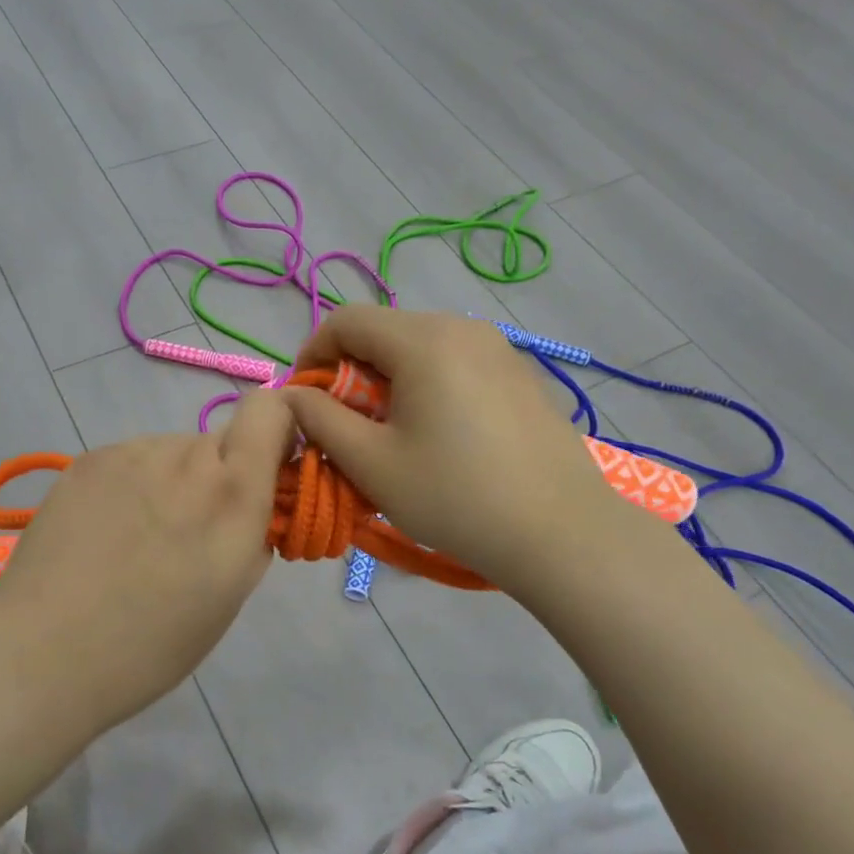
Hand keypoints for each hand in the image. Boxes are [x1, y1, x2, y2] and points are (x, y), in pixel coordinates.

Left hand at [0, 390, 295, 729]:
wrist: (43, 653)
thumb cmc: (152, 643)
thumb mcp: (232, 593)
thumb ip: (255, 530)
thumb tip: (256, 502)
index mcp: (233, 491)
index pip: (271, 409)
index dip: (279, 428)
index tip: (270, 470)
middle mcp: (185, 456)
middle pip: (219, 442)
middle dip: (218, 477)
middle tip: (189, 534)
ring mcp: (131, 453)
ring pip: (172, 452)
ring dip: (172, 482)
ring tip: (138, 540)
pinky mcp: (87, 459)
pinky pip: (131, 461)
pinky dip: (133, 486)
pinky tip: (105, 533)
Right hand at [285, 308, 623, 600]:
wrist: (562, 533)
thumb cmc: (455, 497)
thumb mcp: (371, 463)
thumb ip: (320, 420)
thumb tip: (292, 395)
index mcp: (423, 340)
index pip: (346, 320)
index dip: (313, 354)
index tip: (305, 401)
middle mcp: (463, 327)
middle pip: (385, 331)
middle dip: (352, 372)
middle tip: (347, 427)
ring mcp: (499, 348)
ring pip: (421, 348)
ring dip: (390, 381)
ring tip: (392, 435)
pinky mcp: (521, 374)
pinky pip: (457, 364)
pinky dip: (429, 386)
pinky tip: (440, 437)